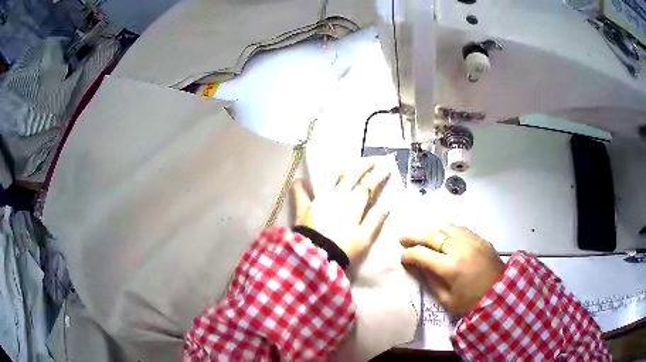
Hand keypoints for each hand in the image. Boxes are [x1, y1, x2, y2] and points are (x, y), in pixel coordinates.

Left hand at [292, 158, 390, 262]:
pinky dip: (300, 186)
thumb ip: (375, 220)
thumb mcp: (364, 238)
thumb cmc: (343, 248)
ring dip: (338, 168)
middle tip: (372, 160)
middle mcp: (337, 195)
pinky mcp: (305, 206)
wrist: (316, 256)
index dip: (379, 174)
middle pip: (351, 173)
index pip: (369, 183)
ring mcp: (319, 198)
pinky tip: (299, 180)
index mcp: (353, 202)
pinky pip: (301, 193)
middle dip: (363, 164)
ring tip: (345, 164)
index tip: (387, 167)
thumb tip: (385, 207)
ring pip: (329, 176)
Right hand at [400, 224, 504, 316]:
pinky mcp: (480, 238)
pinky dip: (446, 229)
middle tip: (402, 237)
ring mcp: (471, 240)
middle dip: (414, 235)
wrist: (501, 293)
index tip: (402, 257)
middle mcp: (460, 249)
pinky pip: (459, 228)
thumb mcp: (446, 300)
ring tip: (420, 232)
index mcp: (450, 267)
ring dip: (430, 228)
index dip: (409, 254)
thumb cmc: (472, 302)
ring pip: (446, 226)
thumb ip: (430, 281)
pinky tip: (441, 233)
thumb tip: (417, 266)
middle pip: (432, 234)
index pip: (422, 254)